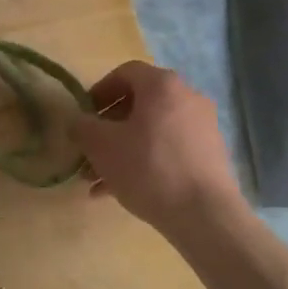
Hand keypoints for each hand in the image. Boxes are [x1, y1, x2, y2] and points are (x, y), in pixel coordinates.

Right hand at [74, 61, 244, 234]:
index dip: (99, 91)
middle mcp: (187, 98)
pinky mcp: (210, 156)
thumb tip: (77, 121)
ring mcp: (202, 128)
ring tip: (98, 180)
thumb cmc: (148, 168)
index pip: (125, 73)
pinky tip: (120, 192)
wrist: (205, 215)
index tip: (84, 115)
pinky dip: (144, 163)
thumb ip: (82, 127)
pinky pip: (168, 151)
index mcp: (162, 85)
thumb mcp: (102, 146)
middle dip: (108, 128)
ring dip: (122, 150)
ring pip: (152, 132)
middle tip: (88, 151)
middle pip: (139, 105)